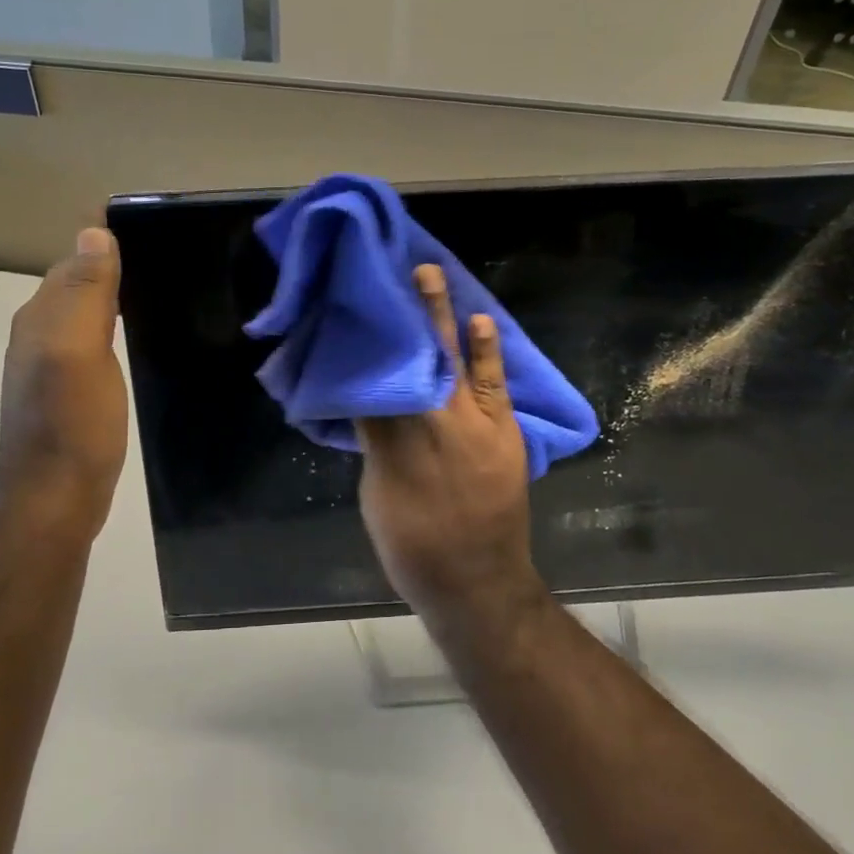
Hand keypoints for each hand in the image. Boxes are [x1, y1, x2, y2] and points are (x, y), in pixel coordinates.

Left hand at [0, 227, 129, 537]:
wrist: (55, 498)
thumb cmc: (72, 424)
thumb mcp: (79, 351)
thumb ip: (85, 293)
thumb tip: (93, 231)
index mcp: (41, 318)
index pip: (74, 264)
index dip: (108, 250)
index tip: (157, 242)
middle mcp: (38, 336)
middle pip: (76, 288)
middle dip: (112, 272)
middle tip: (169, 270)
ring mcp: (50, 368)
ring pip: (83, 318)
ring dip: (113, 304)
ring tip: (160, 300)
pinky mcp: (66, 395)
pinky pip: (89, 347)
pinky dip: (112, 335)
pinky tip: (135, 346)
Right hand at [355, 265, 549, 643]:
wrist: (476, 583)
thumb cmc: (414, 546)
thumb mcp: (376, 494)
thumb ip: (375, 441)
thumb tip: (367, 397)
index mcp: (389, 440)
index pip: (371, 377)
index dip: (362, 341)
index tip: (352, 307)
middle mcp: (427, 423)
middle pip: (408, 358)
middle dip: (396, 314)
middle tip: (385, 270)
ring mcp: (471, 425)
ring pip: (448, 360)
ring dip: (438, 316)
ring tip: (428, 274)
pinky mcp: (501, 433)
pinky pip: (492, 384)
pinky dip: (486, 351)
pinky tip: (479, 321)